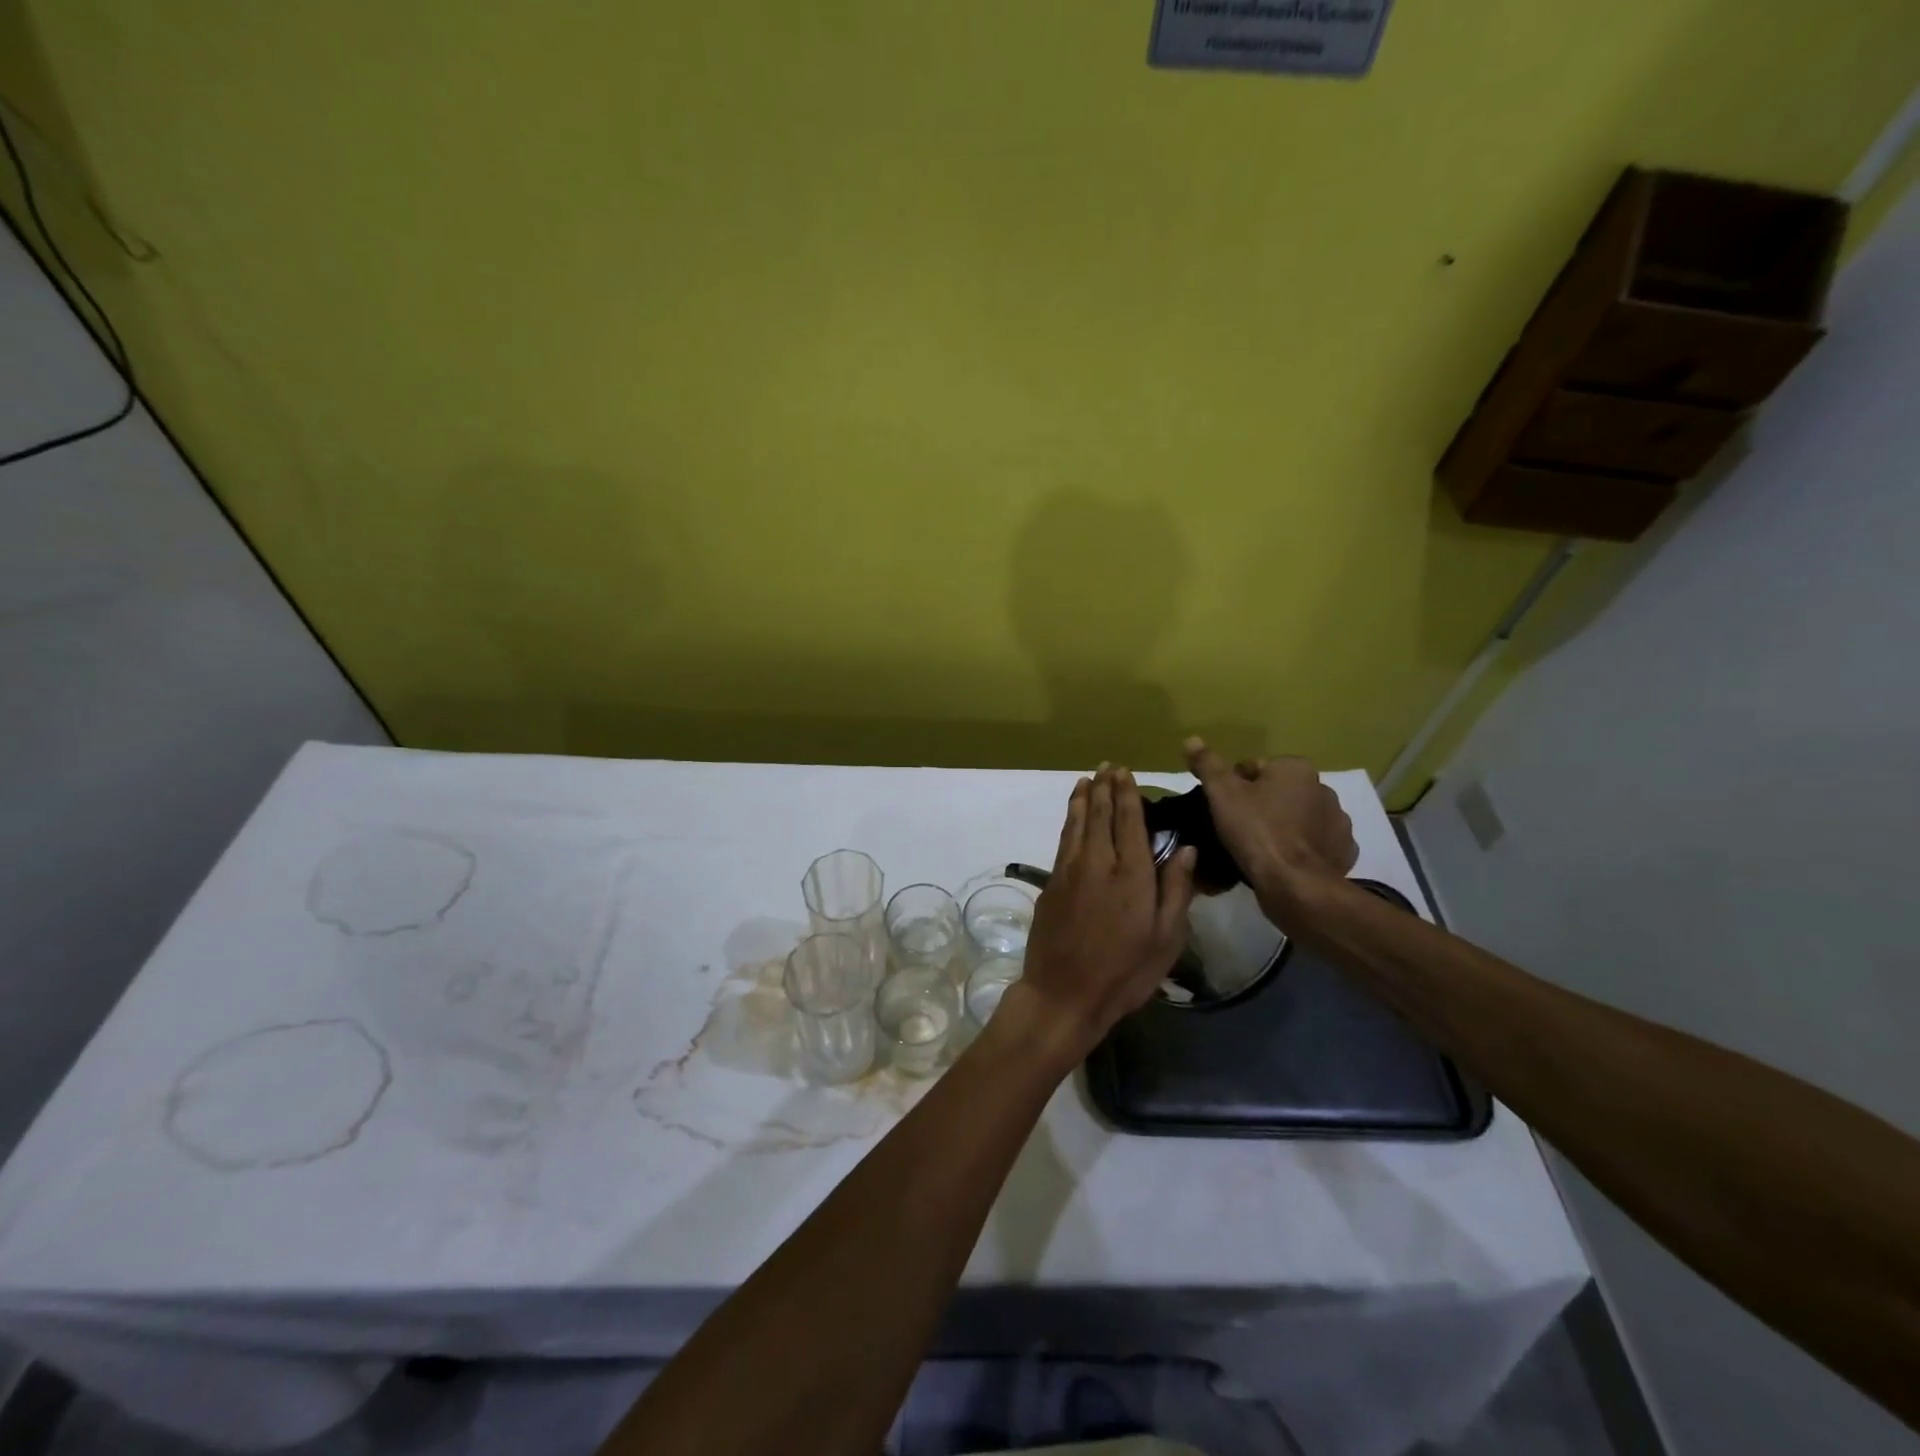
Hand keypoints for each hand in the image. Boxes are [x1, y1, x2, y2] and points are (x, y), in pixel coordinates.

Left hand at [1004, 767, 1197, 1063]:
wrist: (1064, 994)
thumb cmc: (1124, 972)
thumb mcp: (1166, 939)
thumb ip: (1176, 890)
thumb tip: (1186, 848)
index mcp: (1131, 874)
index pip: (1129, 822)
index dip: (1127, 794)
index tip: (1125, 772)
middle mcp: (1097, 863)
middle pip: (1101, 815)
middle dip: (1105, 788)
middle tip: (1107, 767)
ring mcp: (1069, 871)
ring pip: (1077, 824)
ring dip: (1083, 799)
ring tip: (1087, 780)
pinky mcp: (1051, 884)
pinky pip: (1063, 841)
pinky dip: (1069, 821)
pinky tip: (1073, 817)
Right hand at [1183, 739, 1356, 909]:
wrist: (1295, 884)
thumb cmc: (1256, 832)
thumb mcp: (1222, 794)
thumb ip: (1207, 764)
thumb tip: (1192, 739)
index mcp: (1295, 768)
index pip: (1255, 768)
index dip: (1234, 787)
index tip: (1225, 810)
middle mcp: (1323, 788)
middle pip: (1279, 791)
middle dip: (1262, 804)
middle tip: (1239, 829)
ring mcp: (1338, 821)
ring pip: (1299, 816)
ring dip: (1284, 825)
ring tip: (1261, 847)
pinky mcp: (1343, 850)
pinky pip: (1317, 842)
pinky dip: (1303, 847)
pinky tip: (1285, 860)